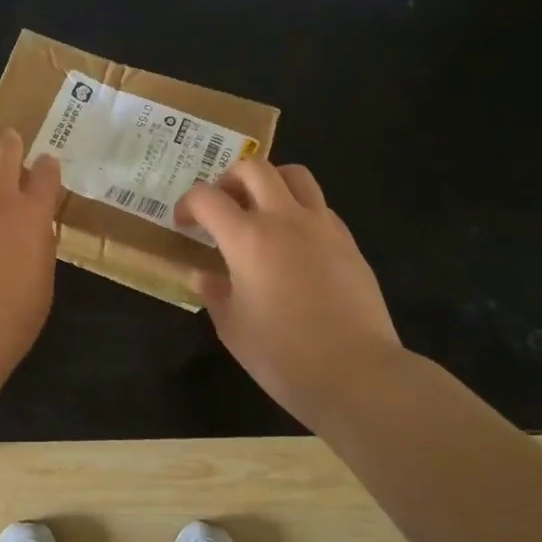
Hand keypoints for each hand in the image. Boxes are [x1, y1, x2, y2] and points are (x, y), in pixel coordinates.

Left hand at [0, 128, 63, 382]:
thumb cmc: (6, 324)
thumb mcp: (43, 285)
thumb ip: (41, 246)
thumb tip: (36, 225)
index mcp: (32, 214)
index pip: (46, 173)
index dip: (48, 166)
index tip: (46, 168)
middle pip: (6, 149)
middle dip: (13, 142)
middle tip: (12, 143)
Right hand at [176, 158, 400, 427]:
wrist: (358, 374)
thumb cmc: (283, 355)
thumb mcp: (232, 328)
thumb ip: (214, 293)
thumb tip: (204, 274)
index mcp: (247, 238)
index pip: (207, 197)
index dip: (188, 204)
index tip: (184, 224)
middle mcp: (285, 220)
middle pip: (254, 168)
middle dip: (229, 178)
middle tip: (222, 205)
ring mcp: (322, 227)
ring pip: (295, 176)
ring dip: (270, 183)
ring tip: (261, 211)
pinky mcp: (348, 243)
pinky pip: (320, 207)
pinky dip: (299, 211)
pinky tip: (294, 243)